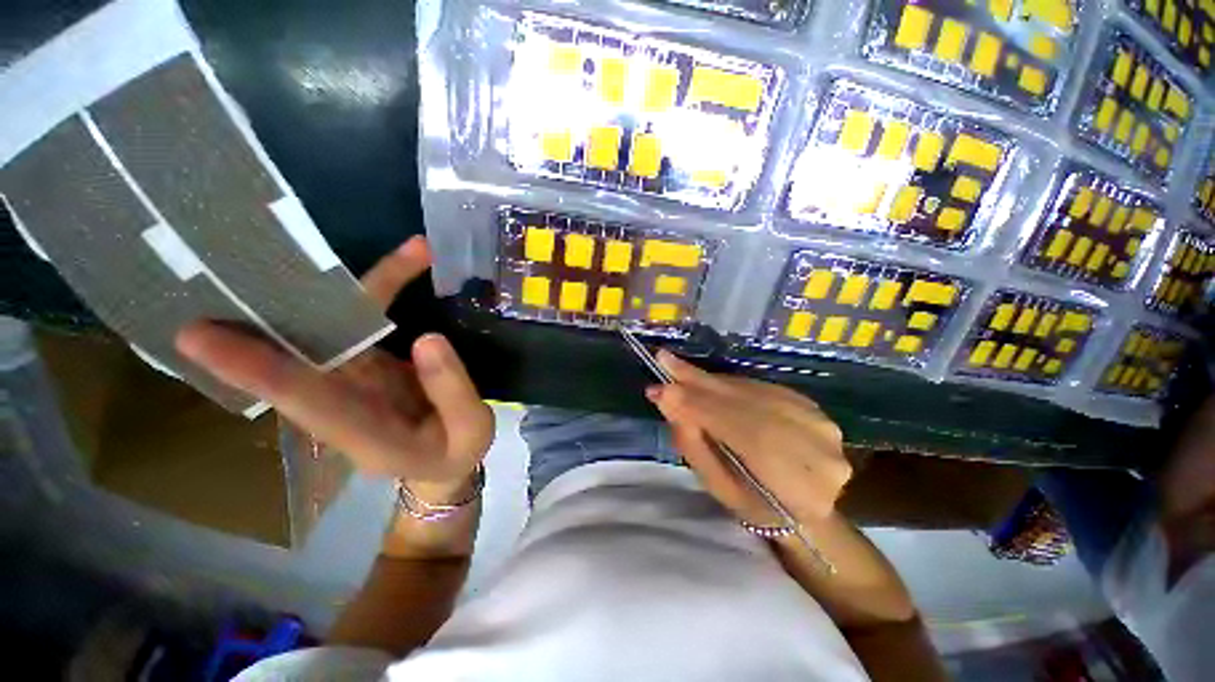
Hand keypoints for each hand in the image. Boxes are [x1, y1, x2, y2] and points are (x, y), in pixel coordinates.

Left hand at [174, 236, 493, 500]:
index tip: (202, 336)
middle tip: (238, 259)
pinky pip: (360, 322)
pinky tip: (404, 264)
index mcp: (363, 432)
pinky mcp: (367, 364)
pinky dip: (377, 290)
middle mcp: (341, 401)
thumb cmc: (456, 451)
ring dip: (334, 286)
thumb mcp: (470, 431)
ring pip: (329, 328)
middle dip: (266, 313)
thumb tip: (427, 337)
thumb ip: (452, 391)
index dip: (253, 368)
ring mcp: (352, 380)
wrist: (444, 459)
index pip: (301, 399)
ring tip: (385, 248)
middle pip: (298, 354)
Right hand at [646, 350, 850, 526]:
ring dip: (711, 381)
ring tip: (679, 370)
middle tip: (664, 362)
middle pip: (745, 405)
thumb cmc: (758, 508)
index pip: (739, 432)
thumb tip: (667, 401)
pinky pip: (760, 388)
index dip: (698, 406)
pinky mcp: (812, 405)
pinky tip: (707, 382)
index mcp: (798, 487)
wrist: (812, 505)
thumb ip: (695, 445)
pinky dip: (729, 385)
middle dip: (699, 384)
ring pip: (752, 393)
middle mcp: (817, 448)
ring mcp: (820, 423)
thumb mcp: (720, 488)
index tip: (660, 388)